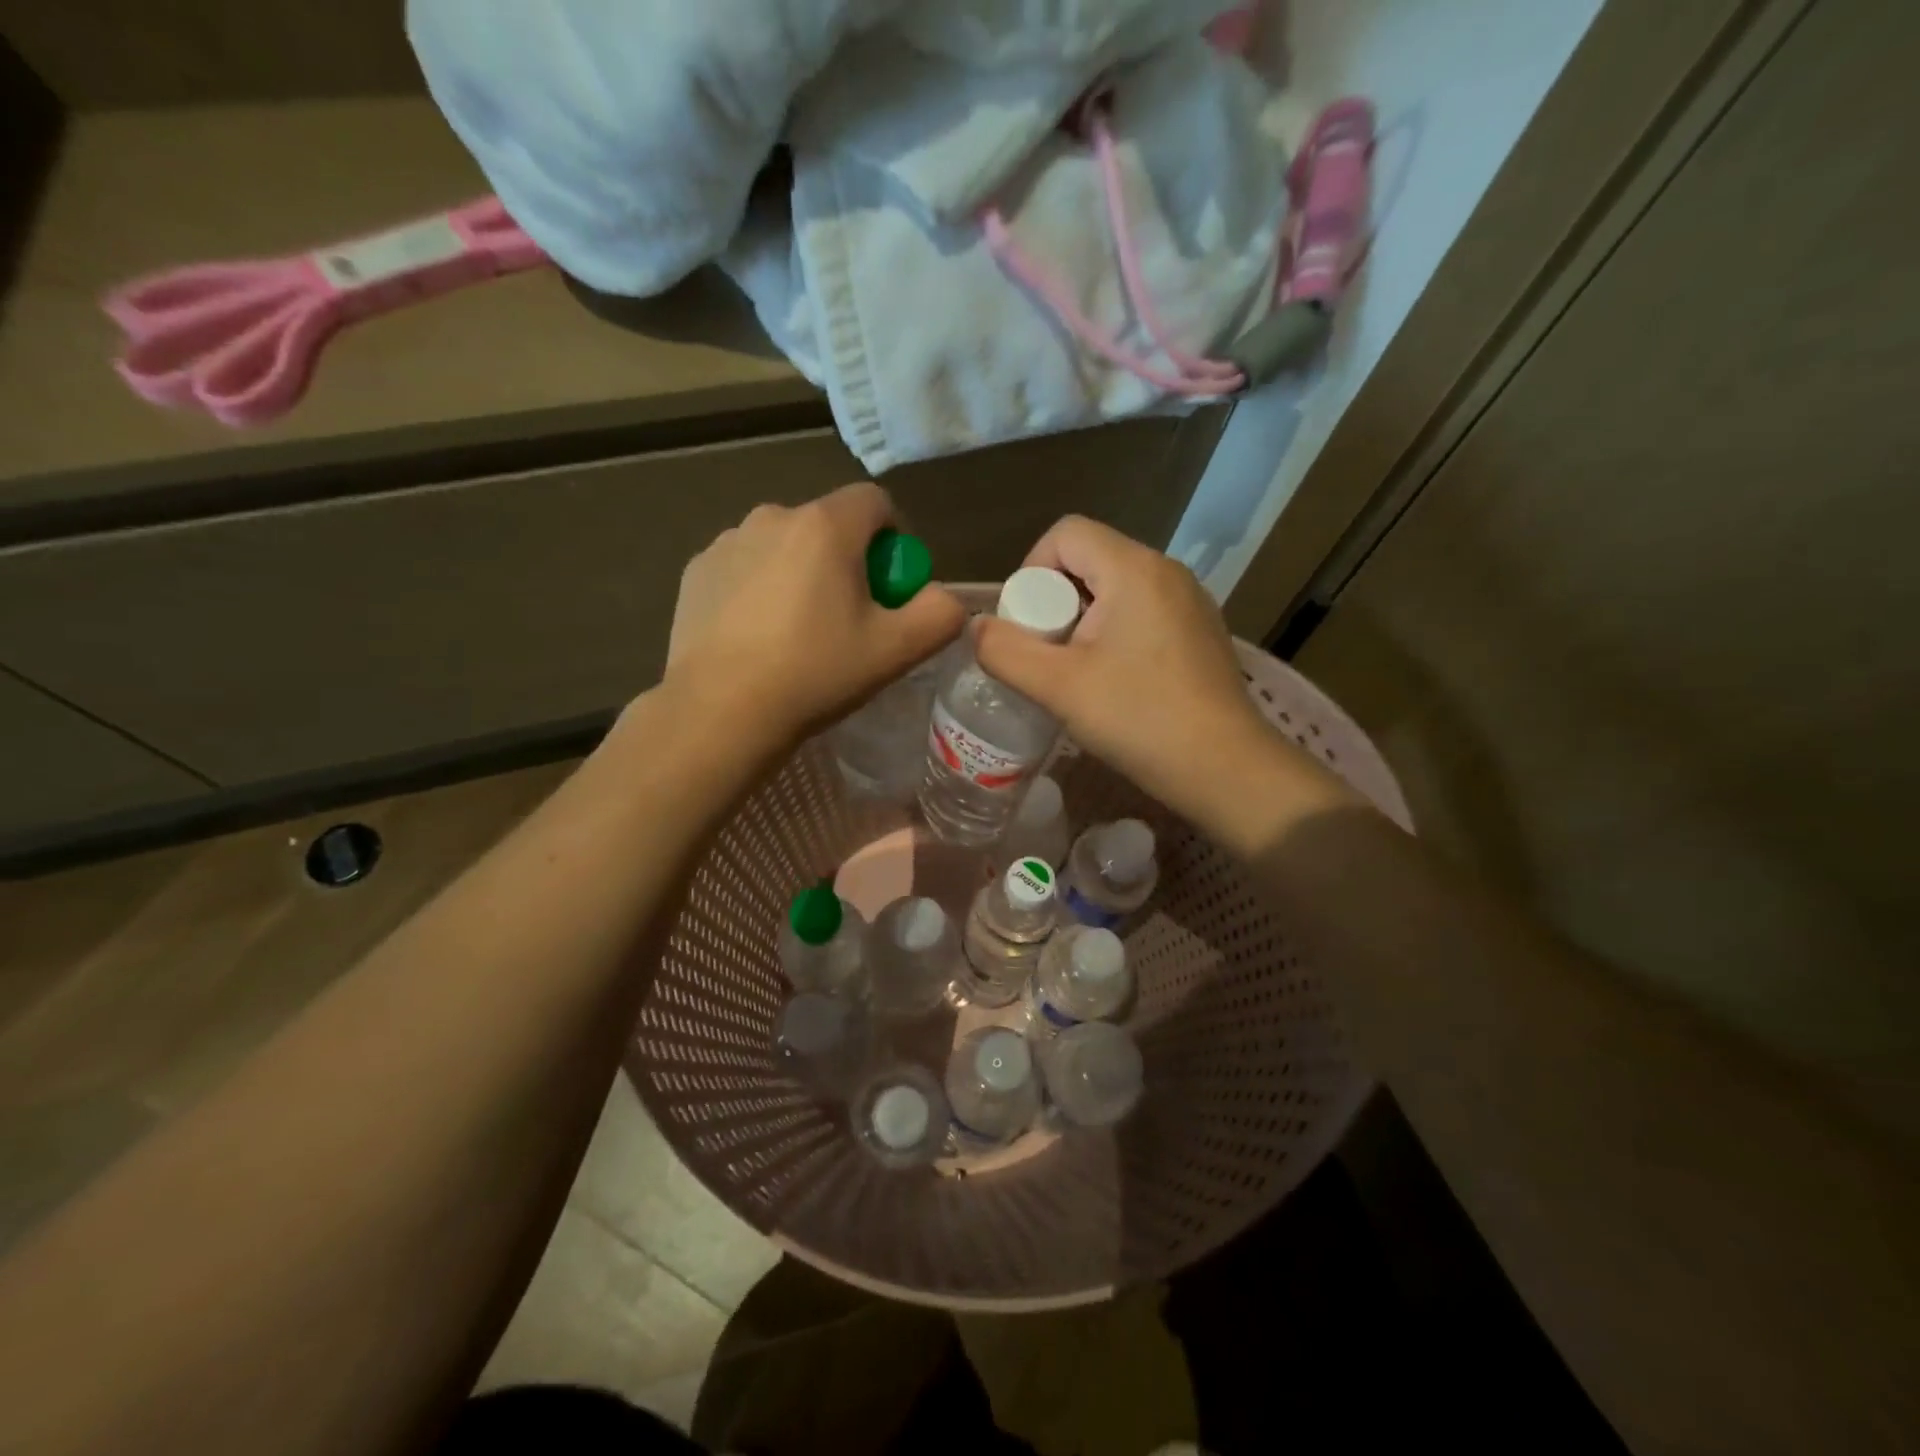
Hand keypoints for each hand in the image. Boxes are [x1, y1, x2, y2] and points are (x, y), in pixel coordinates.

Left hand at [666, 483, 966, 745]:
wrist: (721, 712)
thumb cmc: (815, 674)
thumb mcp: (896, 651)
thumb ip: (940, 614)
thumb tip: (945, 598)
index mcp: (825, 526)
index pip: (876, 502)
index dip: (895, 540)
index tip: (891, 588)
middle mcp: (773, 516)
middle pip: (829, 525)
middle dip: (849, 562)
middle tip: (849, 620)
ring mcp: (727, 541)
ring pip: (785, 546)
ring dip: (802, 573)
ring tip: (798, 632)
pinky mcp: (696, 570)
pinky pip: (746, 566)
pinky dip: (760, 588)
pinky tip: (757, 636)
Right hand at [975, 517, 1347, 828]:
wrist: (1225, 769)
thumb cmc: (1140, 720)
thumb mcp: (1058, 687)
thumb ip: (1005, 651)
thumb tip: (977, 627)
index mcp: (1134, 569)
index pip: (1066, 533)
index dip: (1031, 569)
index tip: (1025, 624)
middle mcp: (1166, 571)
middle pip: (1089, 560)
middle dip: (1053, 601)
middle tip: (1045, 656)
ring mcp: (1190, 602)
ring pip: (1115, 589)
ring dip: (1082, 622)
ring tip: (1074, 674)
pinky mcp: (1200, 632)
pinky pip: (1142, 613)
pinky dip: (1113, 635)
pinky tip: (1113, 683)